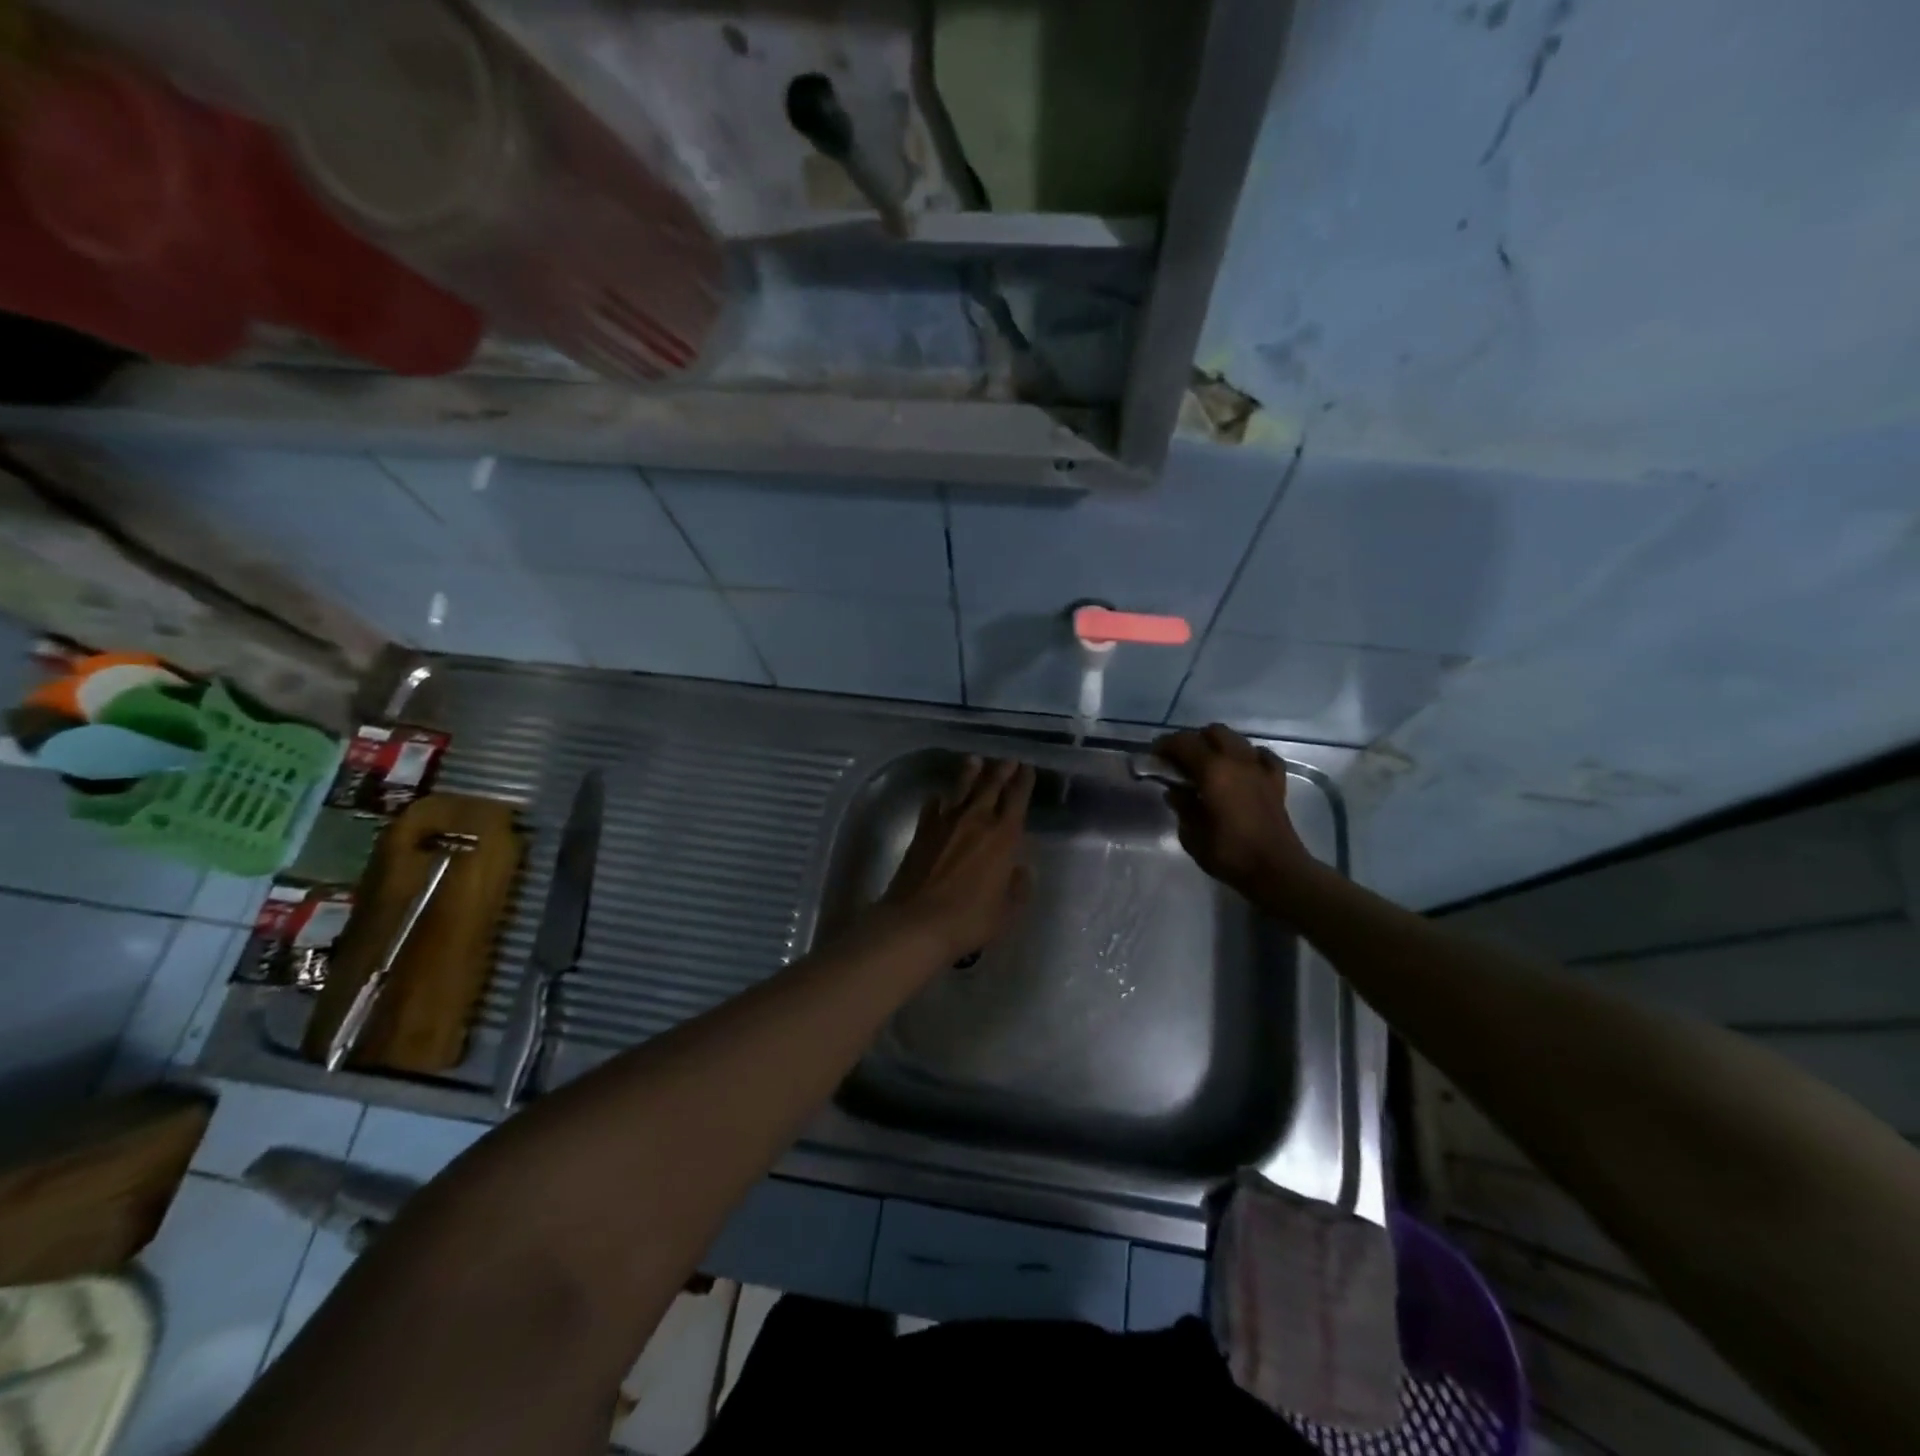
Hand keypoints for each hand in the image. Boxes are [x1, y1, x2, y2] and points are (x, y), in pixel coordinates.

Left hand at [879, 757, 1034, 960]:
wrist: (916, 922)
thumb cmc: (969, 920)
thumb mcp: (1006, 911)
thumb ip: (1018, 887)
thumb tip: (1021, 869)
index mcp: (1003, 837)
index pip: (1017, 800)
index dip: (1023, 782)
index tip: (1028, 768)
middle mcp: (976, 821)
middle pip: (990, 786)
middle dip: (1001, 771)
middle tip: (1008, 759)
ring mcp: (945, 823)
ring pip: (961, 789)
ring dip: (970, 773)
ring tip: (974, 760)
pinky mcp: (922, 831)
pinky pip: (933, 807)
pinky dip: (939, 799)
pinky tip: (939, 797)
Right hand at [1153, 725, 1313, 902]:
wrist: (1275, 870)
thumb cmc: (1228, 854)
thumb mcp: (1191, 834)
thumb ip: (1182, 806)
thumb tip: (1176, 791)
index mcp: (1213, 771)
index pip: (1183, 742)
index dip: (1165, 745)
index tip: (1154, 756)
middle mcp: (1237, 761)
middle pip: (1213, 732)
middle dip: (1194, 740)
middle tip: (1181, 761)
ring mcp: (1260, 769)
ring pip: (1237, 739)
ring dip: (1219, 745)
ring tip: (1208, 765)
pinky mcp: (1277, 782)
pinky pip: (1262, 756)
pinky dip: (1249, 756)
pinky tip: (1242, 769)